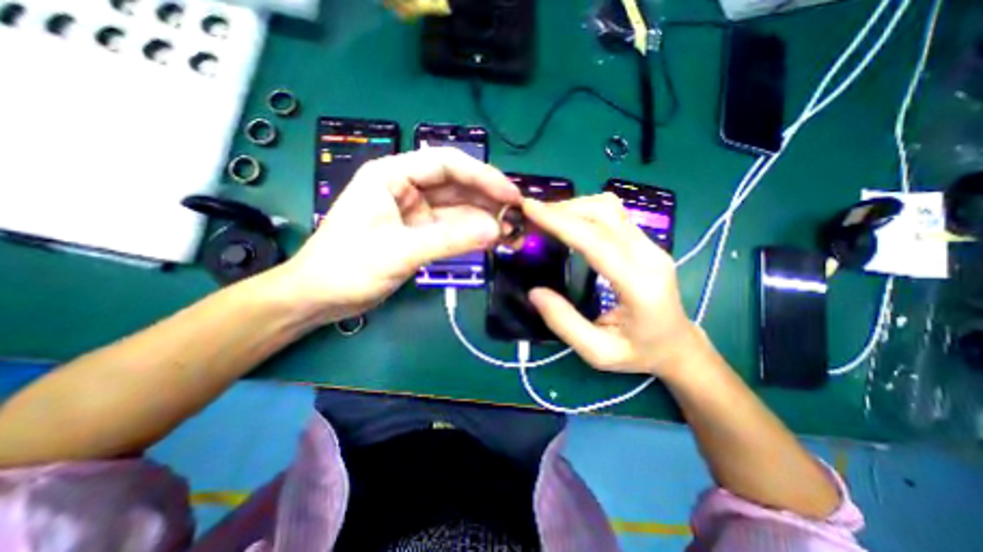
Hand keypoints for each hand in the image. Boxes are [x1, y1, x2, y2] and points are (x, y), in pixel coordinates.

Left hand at [268, 149, 521, 325]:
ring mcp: (415, 212)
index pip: (447, 164)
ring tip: (513, 233)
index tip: (512, 195)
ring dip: (485, 220)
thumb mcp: (400, 251)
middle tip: (519, 218)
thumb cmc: (348, 267)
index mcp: (392, 175)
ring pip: (458, 209)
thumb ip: (449, 239)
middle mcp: (406, 187)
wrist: (320, 297)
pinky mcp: (420, 233)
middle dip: (489, 201)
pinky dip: (472, 234)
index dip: (483, 176)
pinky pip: (452, 228)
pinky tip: (493, 241)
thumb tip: (496, 231)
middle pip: (457, 186)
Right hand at [527, 193, 693, 378]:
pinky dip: (585, 211)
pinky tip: (569, 222)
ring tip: (547, 217)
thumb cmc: (639, 353)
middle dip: (563, 209)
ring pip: (609, 208)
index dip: (561, 222)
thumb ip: (565, 323)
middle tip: (531, 215)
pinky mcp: (646, 242)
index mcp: (640, 286)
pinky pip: (613, 214)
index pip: (597, 241)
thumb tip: (534, 292)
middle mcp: (649, 256)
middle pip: (604, 214)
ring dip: (574, 207)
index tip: (529, 209)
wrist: (678, 345)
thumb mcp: (598, 352)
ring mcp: (651, 245)